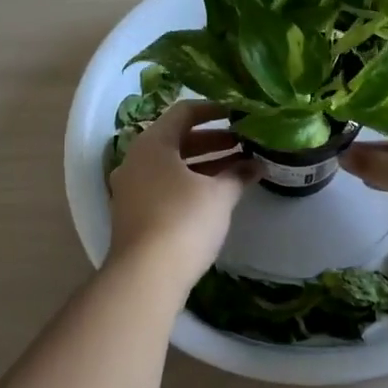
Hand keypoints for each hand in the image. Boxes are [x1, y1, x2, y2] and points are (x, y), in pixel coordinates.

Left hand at [107, 100, 255, 292]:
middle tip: (245, 144)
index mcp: (153, 143)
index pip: (184, 112)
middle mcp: (136, 159)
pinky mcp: (134, 213)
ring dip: (204, 164)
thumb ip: (237, 174)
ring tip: (239, 168)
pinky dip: (190, 183)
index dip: (213, 109)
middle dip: (214, 141)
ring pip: (172, 165)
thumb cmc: (183, 221)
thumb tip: (256, 165)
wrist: (144, 277)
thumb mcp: (218, 195)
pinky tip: (216, 194)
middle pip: (178, 139)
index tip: (239, 113)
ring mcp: (131, 187)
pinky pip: (165, 185)